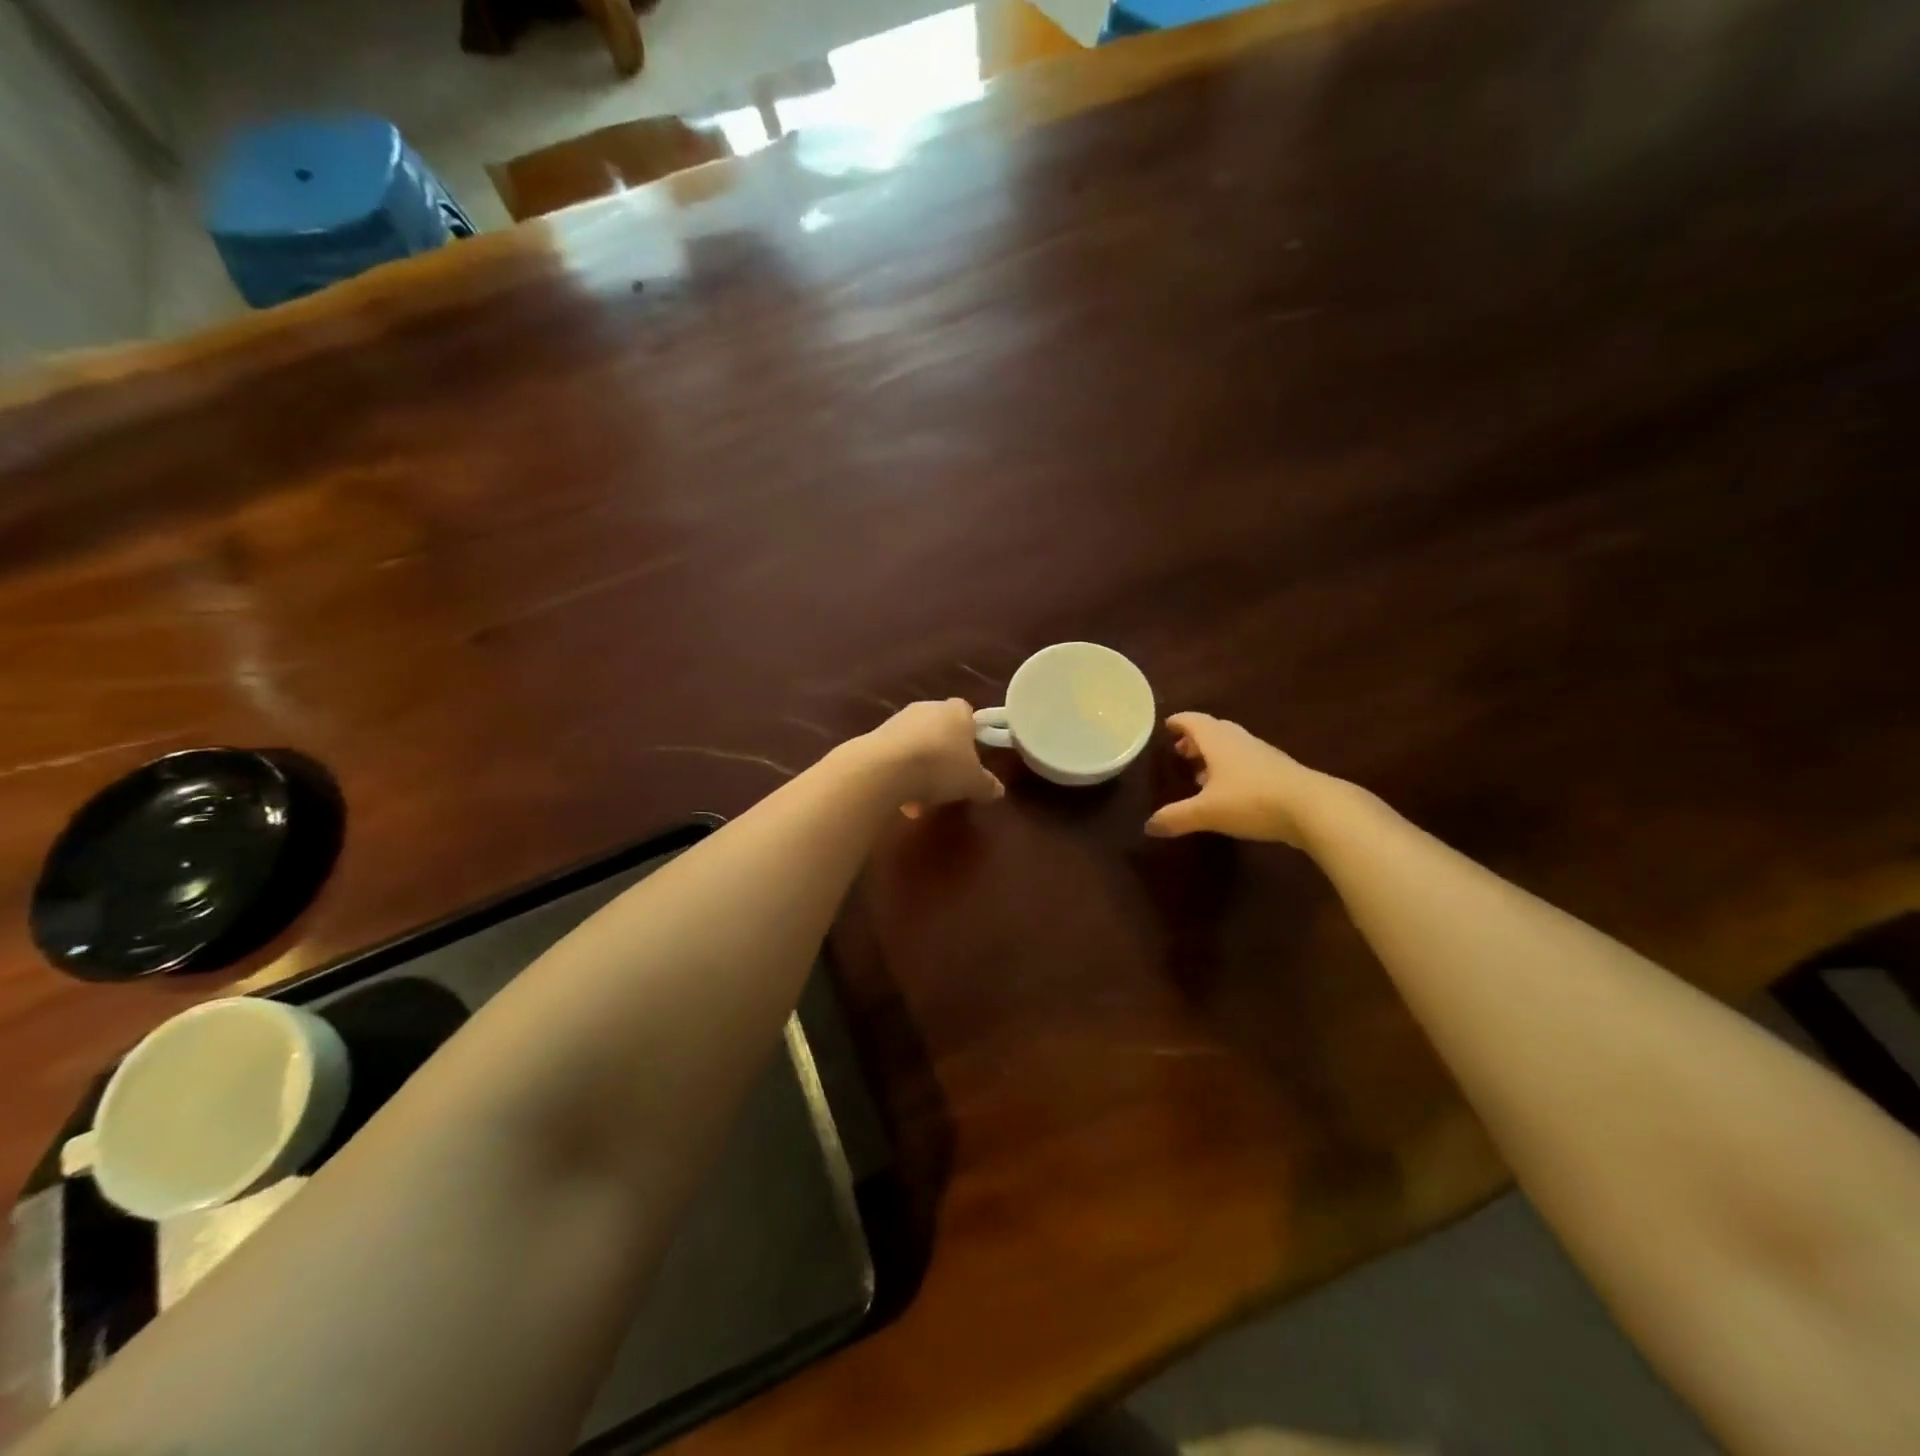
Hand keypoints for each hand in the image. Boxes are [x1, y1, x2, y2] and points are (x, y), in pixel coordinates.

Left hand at [860, 699, 1003, 817]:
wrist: (887, 768)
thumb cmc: (942, 766)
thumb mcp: (973, 783)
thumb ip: (987, 785)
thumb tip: (998, 790)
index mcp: (957, 711)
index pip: (968, 715)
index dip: (970, 736)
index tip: (971, 760)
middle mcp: (928, 708)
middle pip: (940, 731)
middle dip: (943, 757)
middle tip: (948, 784)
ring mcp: (898, 720)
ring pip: (917, 746)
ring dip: (920, 770)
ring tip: (921, 802)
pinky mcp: (875, 736)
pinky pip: (895, 757)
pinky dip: (900, 775)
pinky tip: (901, 800)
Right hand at [1144, 712, 1333, 845]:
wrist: (1314, 808)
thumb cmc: (1252, 801)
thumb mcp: (1207, 812)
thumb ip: (1176, 817)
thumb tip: (1148, 826)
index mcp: (1218, 741)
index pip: (1194, 721)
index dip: (1179, 722)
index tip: (1167, 726)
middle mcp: (1240, 741)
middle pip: (1215, 731)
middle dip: (1196, 739)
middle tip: (1181, 751)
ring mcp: (1263, 756)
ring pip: (1233, 747)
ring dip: (1215, 756)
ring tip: (1201, 774)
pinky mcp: (1281, 772)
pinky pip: (1248, 763)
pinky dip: (1233, 770)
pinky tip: (1230, 792)